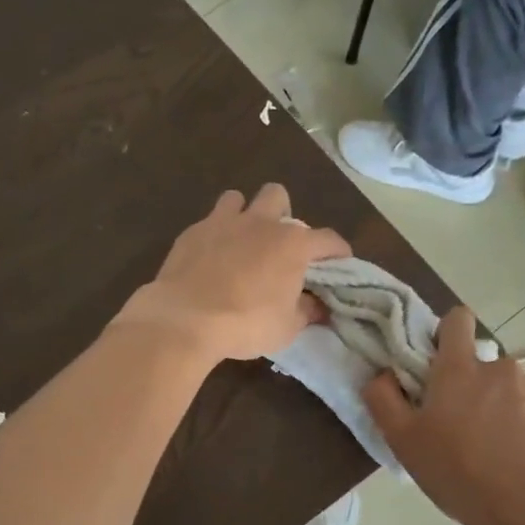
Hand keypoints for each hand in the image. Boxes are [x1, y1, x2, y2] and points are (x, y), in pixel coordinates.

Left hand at [113, 185, 349, 365]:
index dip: (337, 251)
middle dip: (281, 213)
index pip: (328, 239)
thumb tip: (316, 306)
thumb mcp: (286, 328)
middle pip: (277, 195)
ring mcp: (223, 222)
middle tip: (277, 243)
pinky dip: (214, 234)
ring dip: (243, 214)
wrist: (185, 319)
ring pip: (238, 198)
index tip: (339, 262)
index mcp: (293, 244)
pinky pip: (208, 221)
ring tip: (240, 240)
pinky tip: (210, 257)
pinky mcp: (192, 232)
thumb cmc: (245, 324)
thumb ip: (305, 311)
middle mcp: (261, 223)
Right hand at [363, 305, 524, 524]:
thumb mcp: (402, 440)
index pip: (457, 319)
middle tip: (461, 422)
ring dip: (501, 404)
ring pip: (511, 387)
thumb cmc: (456, 471)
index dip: (447, 333)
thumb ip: (383, 397)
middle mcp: (500, 367)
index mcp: (459, 369)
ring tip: (495, 445)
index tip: (438, 361)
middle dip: (472, 383)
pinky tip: (521, 455)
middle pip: (482, 362)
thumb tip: (383, 374)